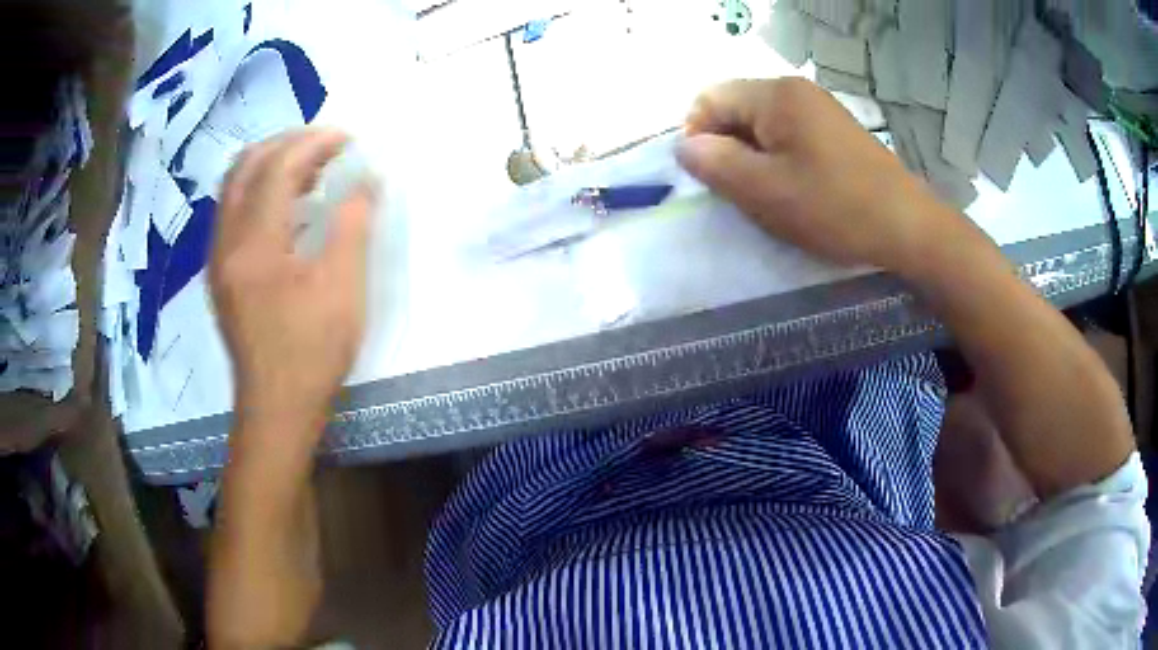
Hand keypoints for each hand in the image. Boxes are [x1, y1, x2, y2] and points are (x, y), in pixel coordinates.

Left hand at [210, 128, 373, 439]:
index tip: (348, 137)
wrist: (276, 408)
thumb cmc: (312, 353)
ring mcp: (218, 258)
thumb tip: (366, 180)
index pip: (277, 168)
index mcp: (254, 245)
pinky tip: (287, 204)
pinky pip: (232, 209)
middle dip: (288, 143)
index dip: (314, 143)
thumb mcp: (343, 289)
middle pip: (246, 166)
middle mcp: (225, 242)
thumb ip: (353, 225)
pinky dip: (259, 189)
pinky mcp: (220, 272)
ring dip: (270, 163)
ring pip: (234, 185)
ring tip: (310, 167)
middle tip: (327, 145)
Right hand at [676, 78, 983, 277]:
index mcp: (775, 95)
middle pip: (736, 109)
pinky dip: (778, 160)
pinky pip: (788, 136)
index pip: (709, 99)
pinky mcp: (834, 130)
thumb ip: (716, 164)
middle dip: (727, 148)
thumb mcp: (766, 191)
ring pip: (761, 125)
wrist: (908, 227)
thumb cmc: (835, 207)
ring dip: (753, 158)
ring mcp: (818, 109)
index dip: (696, 136)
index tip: (709, 178)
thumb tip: (684, 146)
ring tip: (768, 195)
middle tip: (740, 192)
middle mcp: (795, 90)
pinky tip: (794, 190)